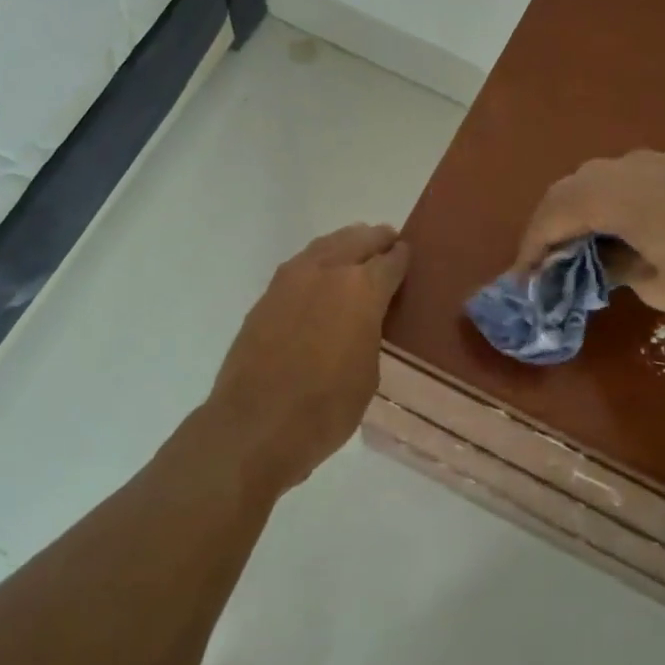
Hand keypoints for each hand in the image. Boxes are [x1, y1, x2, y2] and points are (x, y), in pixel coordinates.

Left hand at [208, 223, 409, 490]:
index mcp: (362, 288)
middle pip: (358, 239)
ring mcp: (291, 280)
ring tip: (355, 254)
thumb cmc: (327, 407)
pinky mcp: (266, 296)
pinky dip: (317, 263)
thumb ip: (370, 331)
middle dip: (376, 240)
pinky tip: (321, 278)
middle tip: (388, 244)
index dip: (403, 258)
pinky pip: (300, 265)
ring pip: (325, 245)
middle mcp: (327, 271)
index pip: (391, 260)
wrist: (256, 425)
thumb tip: (364, 317)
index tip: (408, 256)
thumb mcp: (369, 371)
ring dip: (345, 245)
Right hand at [512, 151, 664, 313]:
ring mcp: (643, 163)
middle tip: (541, 264)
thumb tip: (608, 265)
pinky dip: (598, 202)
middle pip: (563, 193)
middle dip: (546, 228)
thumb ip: (620, 273)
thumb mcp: (658, 285)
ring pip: (587, 181)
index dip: (531, 249)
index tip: (523, 280)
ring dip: (571, 212)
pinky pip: (613, 179)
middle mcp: (618, 170)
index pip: (552, 218)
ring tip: (570, 249)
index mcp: (609, 197)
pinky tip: (609, 229)